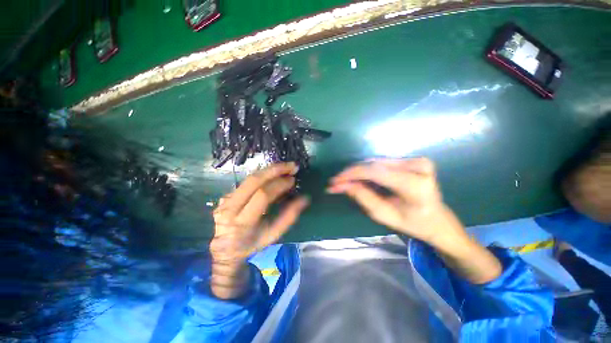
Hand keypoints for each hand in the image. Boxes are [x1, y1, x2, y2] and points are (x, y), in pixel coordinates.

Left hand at [210, 162, 308, 297]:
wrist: (226, 248)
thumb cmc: (253, 243)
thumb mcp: (273, 235)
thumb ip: (289, 217)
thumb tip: (304, 199)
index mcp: (243, 222)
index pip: (262, 196)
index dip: (279, 185)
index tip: (292, 180)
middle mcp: (230, 208)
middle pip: (253, 181)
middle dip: (275, 170)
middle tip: (291, 166)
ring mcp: (225, 200)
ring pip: (249, 178)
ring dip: (269, 170)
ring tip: (285, 167)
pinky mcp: (226, 195)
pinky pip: (246, 181)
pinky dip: (262, 175)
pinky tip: (273, 174)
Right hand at [327, 158, 462, 247]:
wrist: (438, 219)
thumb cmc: (413, 223)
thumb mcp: (385, 215)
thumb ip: (363, 197)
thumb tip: (343, 185)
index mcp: (415, 185)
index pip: (375, 172)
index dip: (352, 175)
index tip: (335, 181)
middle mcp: (418, 167)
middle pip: (374, 165)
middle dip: (352, 173)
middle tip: (336, 183)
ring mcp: (417, 160)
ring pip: (376, 162)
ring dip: (358, 171)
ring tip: (345, 181)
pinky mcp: (413, 159)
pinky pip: (382, 162)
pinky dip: (368, 170)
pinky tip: (358, 178)